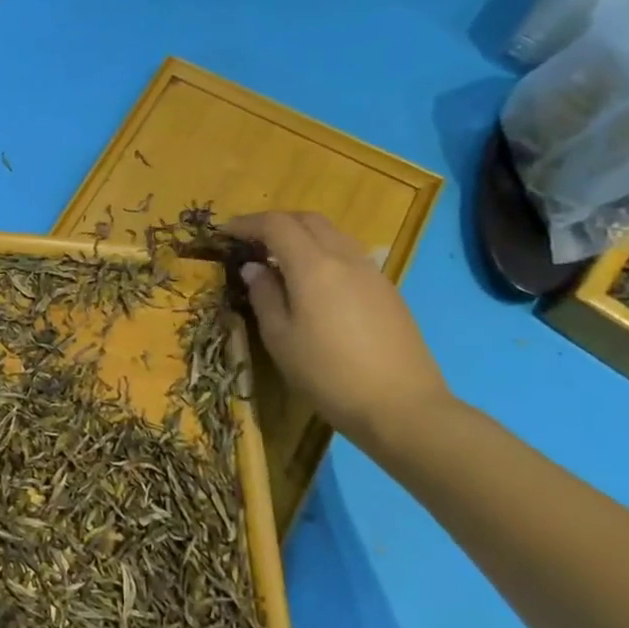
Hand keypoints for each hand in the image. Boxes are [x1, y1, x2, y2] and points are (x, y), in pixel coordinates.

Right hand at [225, 212, 452, 444]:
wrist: (402, 407)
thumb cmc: (328, 375)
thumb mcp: (280, 338)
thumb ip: (264, 296)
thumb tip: (254, 268)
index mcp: (314, 266)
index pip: (276, 225)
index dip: (247, 223)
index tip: (225, 232)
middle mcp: (345, 258)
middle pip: (308, 220)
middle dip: (276, 222)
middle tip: (251, 241)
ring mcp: (371, 272)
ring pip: (333, 234)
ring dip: (302, 235)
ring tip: (281, 260)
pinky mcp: (387, 290)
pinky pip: (349, 254)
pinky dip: (324, 253)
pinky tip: (314, 282)